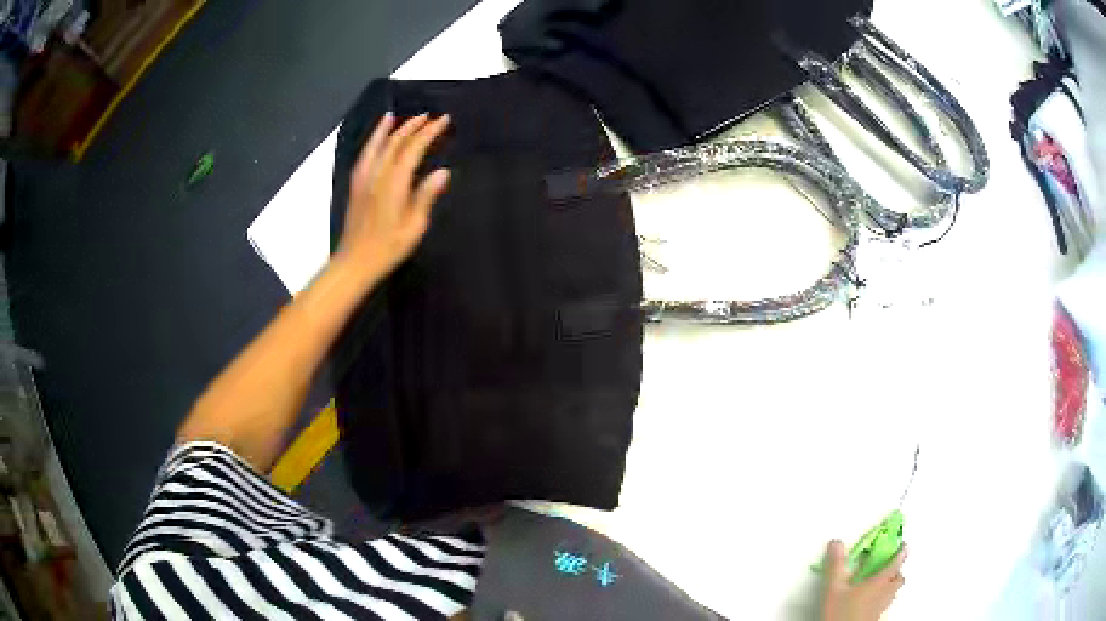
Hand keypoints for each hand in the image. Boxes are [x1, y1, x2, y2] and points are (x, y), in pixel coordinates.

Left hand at [337, 112, 451, 278]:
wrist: (355, 262)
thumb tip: (442, 172)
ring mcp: (364, 178)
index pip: (413, 148)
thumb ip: (426, 196)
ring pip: (377, 145)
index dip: (429, 132)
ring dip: (390, 129)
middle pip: (396, 142)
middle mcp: (377, 174)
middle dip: (413, 126)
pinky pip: (366, 154)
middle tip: (430, 116)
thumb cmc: (388, 248)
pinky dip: (373, 140)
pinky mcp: (356, 184)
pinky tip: (377, 137)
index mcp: (394, 183)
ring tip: (398, 116)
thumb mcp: (414, 227)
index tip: (444, 120)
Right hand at [821, 540, 906, 620]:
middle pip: (898, 579)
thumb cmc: (841, 613)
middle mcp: (884, 594)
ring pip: (893, 592)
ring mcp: (881, 608)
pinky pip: (885, 603)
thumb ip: (837, 565)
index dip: (900, 553)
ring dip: (890, 585)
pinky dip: (883, 598)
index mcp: (879, 582)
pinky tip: (872, 601)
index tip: (903, 546)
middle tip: (889, 566)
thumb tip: (837, 544)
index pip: (895, 564)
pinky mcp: (875, 618)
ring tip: (881, 583)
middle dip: (896, 572)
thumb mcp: (834, 588)